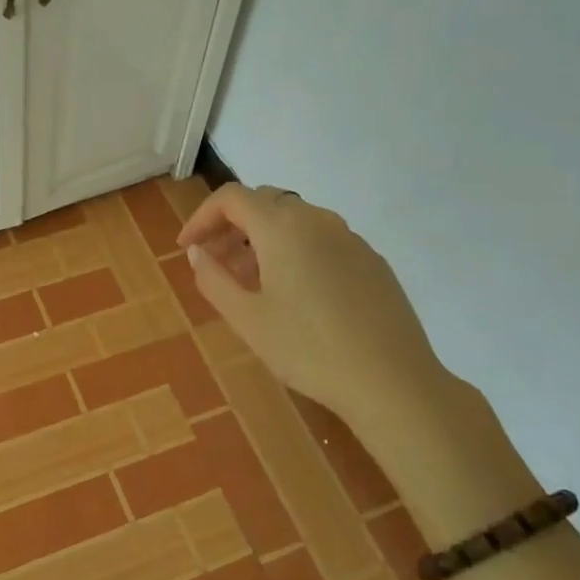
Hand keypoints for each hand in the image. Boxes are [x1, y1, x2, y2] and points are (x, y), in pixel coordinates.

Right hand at [177, 184, 447, 436]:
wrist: (392, 381)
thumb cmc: (308, 349)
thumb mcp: (246, 319)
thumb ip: (213, 278)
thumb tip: (197, 252)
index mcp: (282, 227)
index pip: (231, 198)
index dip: (201, 217)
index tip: (187, 248)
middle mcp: (317, 219)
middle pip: (264, 202)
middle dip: (231, 226)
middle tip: (215, 262)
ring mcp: (350, 238)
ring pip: (295, 221)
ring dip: (263, 239)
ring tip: (251, 282)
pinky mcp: (372, 260)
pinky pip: (322, 240)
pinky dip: (295, 251)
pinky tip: (295, 294)